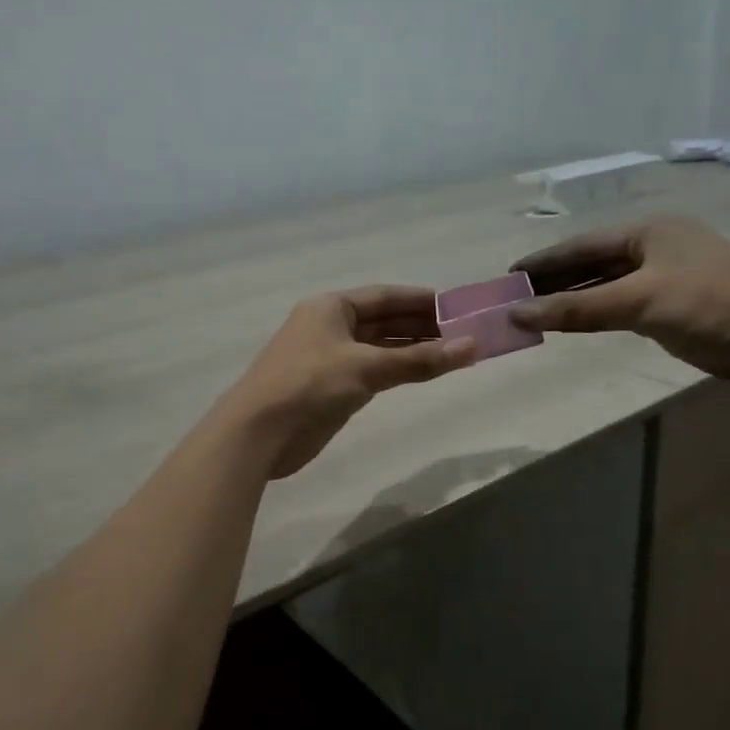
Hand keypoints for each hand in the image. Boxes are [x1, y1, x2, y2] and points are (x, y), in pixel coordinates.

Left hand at [219, 287, 477, 477]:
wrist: (258, 433)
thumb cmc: (309, 386)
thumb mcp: (367, 368)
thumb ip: (418, 360)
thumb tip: (471, 347)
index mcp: (331, 307)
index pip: (384, 296)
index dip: (420, 300)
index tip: (456, 306)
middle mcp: (329, 327)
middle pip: (383, 321)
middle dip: (421, 326)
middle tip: (463, 333)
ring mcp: (329, 358)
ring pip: (378, 348)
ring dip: (411, 350)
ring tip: (452, 353)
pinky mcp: (330, 388)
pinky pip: (371, 371)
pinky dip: (396, 370)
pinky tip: (420, 373)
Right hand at [510, 217, 729, 380]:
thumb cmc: (707, 302)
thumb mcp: (637, 300)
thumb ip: (577, 308)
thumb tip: (518, 313)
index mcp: (648, 232)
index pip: (583, 245)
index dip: (545, 260)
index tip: (510, 274)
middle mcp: (654, 249)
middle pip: (592, 263)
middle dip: (555, 280)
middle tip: (516, 297)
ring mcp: (664, 279)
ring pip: (606, 286)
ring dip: (574, 299)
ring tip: (535, 312)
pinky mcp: (671, 308)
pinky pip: (621, 306)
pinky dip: (596, 314)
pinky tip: (574, 323)